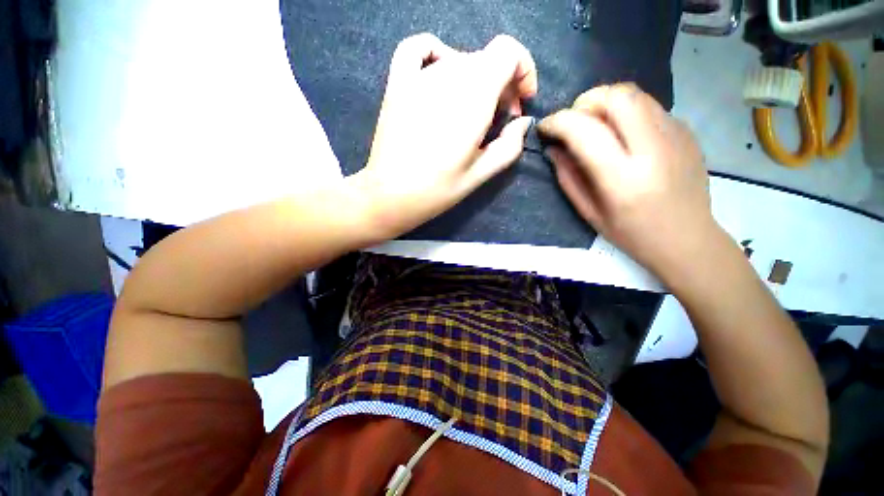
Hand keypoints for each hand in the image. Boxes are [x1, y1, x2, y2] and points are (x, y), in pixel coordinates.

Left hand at [353, 33, 536, 237]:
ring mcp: (418, 77)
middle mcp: (447, 76)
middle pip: (485, 60)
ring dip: (474, 82)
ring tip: (468, 114)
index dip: (522, 71)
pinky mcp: (397, 84)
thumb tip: (522, 122)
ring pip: (459, 60)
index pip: (508, 51)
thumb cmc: (437, 190)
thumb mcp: (480, 174)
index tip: (520, 103)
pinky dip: (435, 54)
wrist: (390, 196)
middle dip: (501, 86)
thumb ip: (509, 146)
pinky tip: (439, 76)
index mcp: (473, 96)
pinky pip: (418, 49)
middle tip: (496, 121)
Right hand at [538, 83, 720, 281]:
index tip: (544, 128)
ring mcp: (676, 135)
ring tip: (594, 126)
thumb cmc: (632, 234)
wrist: (688, 239)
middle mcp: (653, 149)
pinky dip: (625, 112)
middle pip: (616, 97)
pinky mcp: (686, 131)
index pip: (585, 131)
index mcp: (623, 178)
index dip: (557, 122)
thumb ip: (568, 178)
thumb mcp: (589, 212)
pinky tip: (621, 135)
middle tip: (573, 123)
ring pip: (635, 94)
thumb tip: (553, 148)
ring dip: (605, 103)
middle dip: (584, 102)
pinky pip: (649, 106)